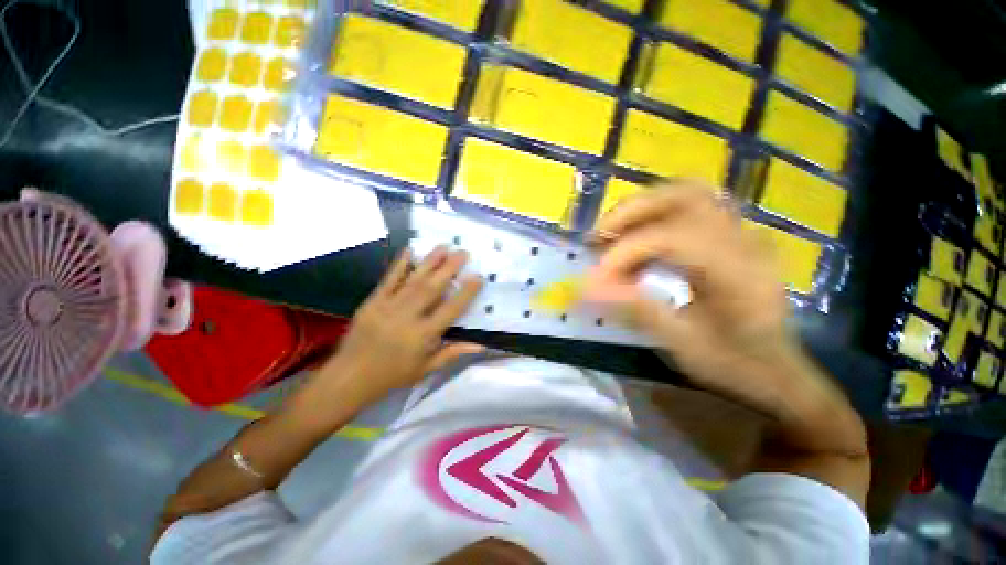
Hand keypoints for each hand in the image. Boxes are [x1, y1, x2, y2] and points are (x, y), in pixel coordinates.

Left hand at [304, 246, 483, 409]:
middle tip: (463, 252)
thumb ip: (452, 353)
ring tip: (444, 247)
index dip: (466, 293)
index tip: (478, 277)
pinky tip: (410, 250)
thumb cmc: (392, 375)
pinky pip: (388, 280)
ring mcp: (388, 307)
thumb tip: (481, 344)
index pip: (450, 310)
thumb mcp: (426, 369)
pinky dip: (400, 264)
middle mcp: (407, 317)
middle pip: (432, 289)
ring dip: (430, 262)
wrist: (349, 377)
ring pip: (413, 280)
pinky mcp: (372, 302)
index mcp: (423, 336)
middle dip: (449, 268)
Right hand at [584, 182, 796, 400]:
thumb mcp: (684, 345)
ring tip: (611, 232)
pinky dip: (654, 215)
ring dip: (641, 208)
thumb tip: (590, 288)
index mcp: (739, 271)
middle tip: (597, 237)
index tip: (597, 276)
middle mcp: (744, 239)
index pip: (673, 237)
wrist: (777, 370)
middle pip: (684, 196)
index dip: (627, 252)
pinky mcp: (730, 235)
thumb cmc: (735, 363)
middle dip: (630, 213)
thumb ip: (638, 310)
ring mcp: (740, 232)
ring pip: (686, 193)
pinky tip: (635, 237)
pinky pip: (689, 207)